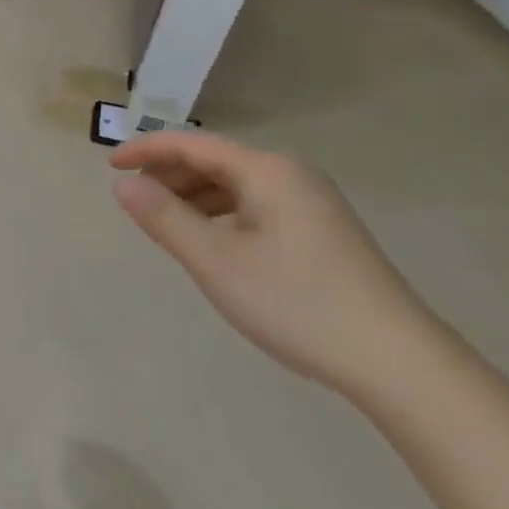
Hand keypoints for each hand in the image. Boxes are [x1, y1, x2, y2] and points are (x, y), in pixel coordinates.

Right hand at [109, 131, 437, 394]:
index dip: (145, 150)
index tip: (109, 167)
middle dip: (168, 175)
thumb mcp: (215, 261)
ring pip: (235, 185)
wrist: (400, 364)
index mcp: (266, 171)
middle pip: (214, 161)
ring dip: (193, 197)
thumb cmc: (297, 303)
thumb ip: (163, 217)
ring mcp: (312, 203)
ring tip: (165, 224)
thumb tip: (123, 184)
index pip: (191, 144)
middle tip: (134, 201)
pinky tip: (211, 243)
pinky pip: (255, 206)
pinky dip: (221, 215)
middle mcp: (291, 175)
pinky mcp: (322, 231)